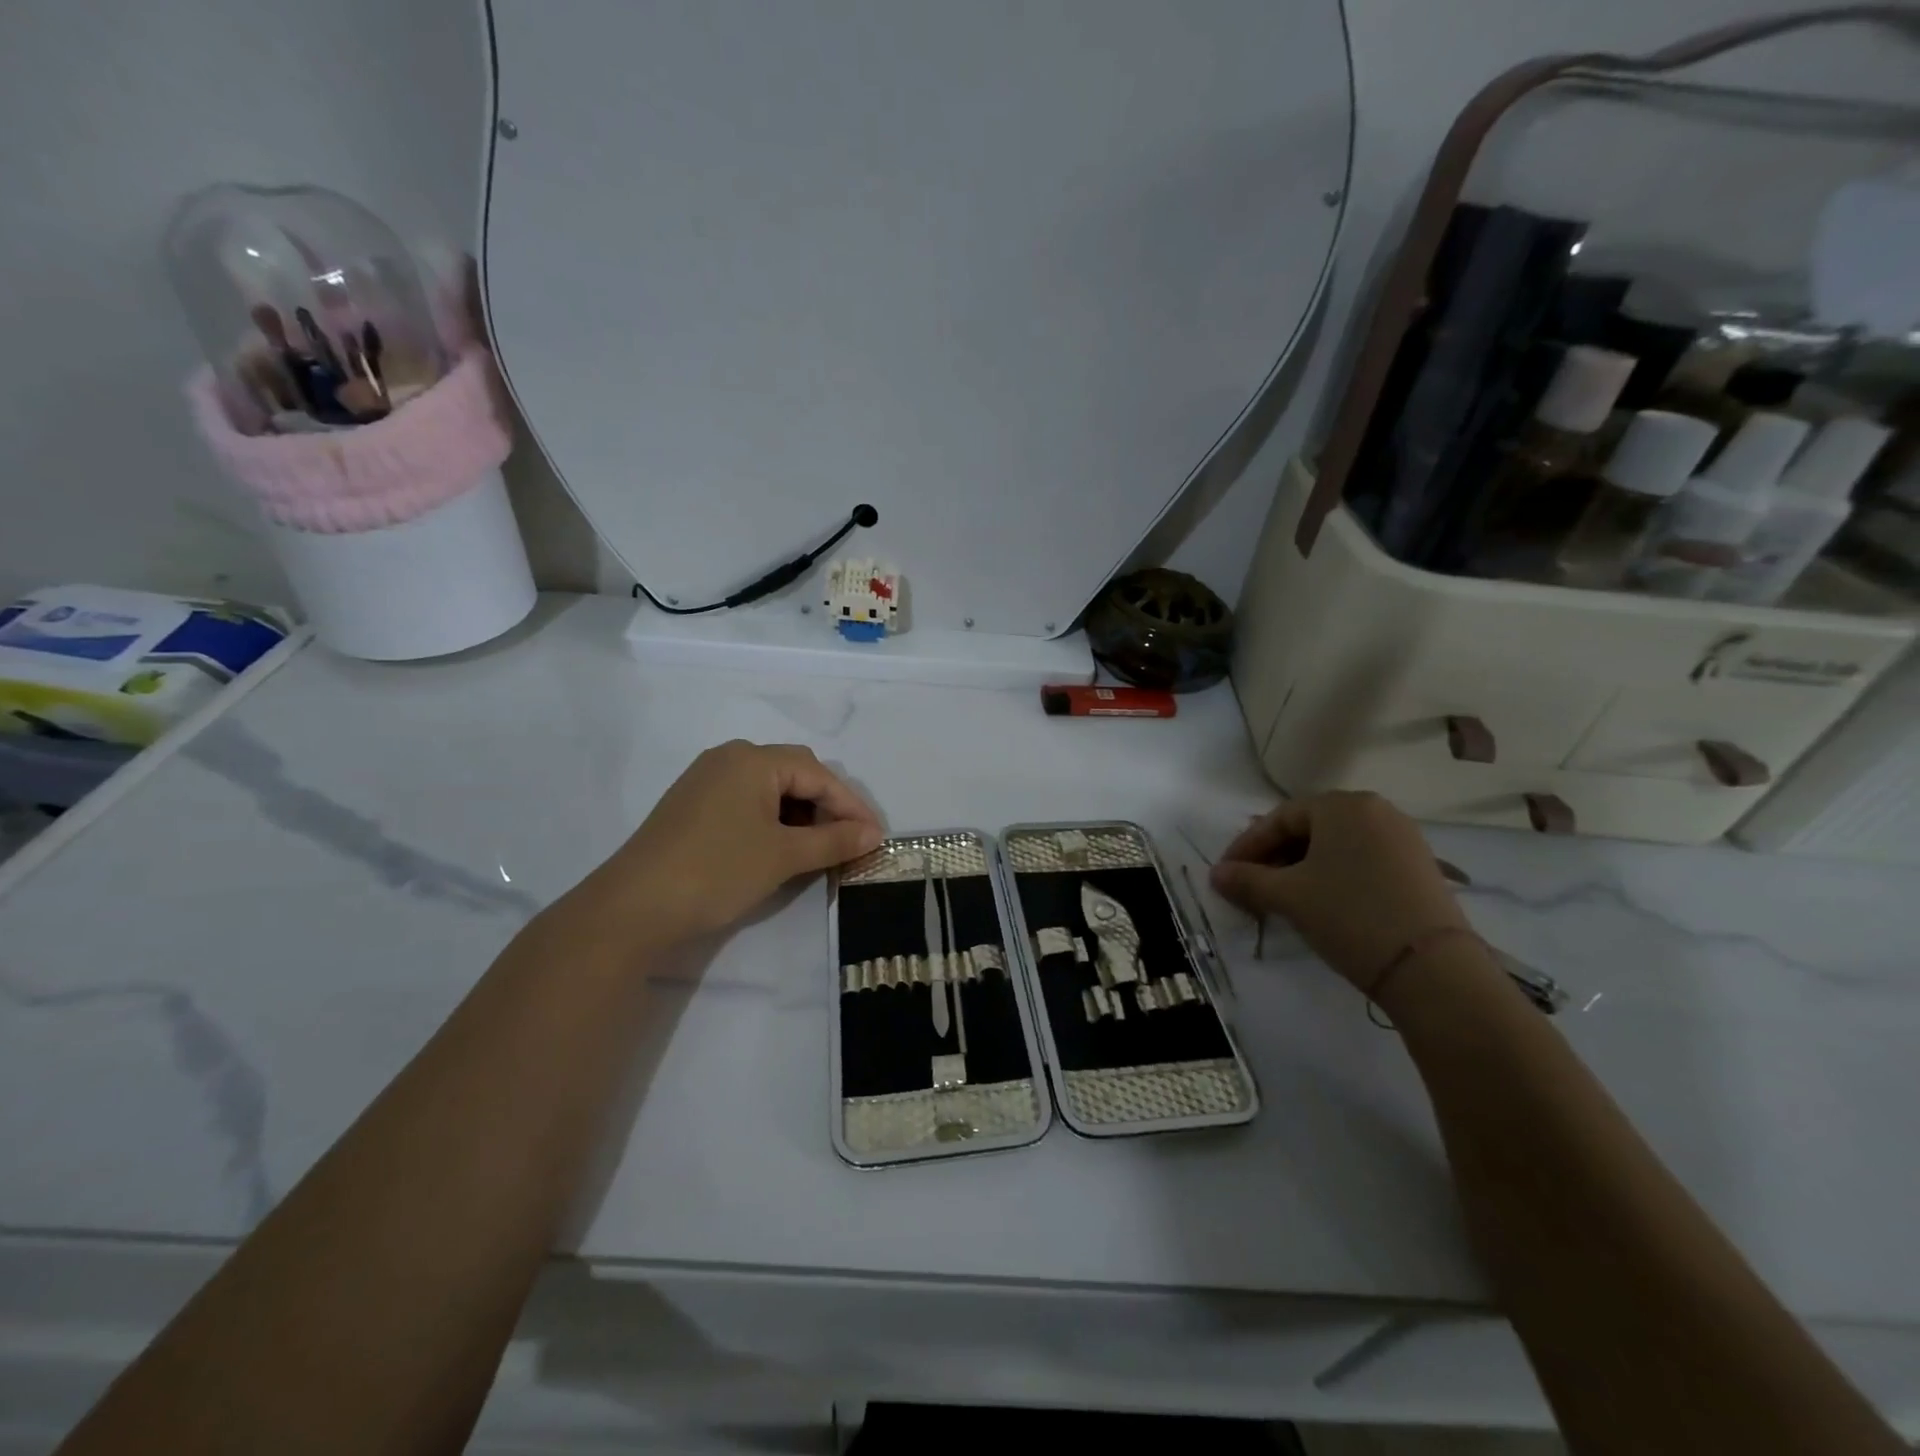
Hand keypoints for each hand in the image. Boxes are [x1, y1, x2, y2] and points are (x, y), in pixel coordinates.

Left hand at [567, 741, 882, 950]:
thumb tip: (874, 834)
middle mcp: (730, 758)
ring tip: (818, 848)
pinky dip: (772, 820)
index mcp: (753, 759)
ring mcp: (707, 779)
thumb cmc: (717, 871)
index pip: (818, 774)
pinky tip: (780, 847)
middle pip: (796, 773)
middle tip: (848, 841)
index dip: (851, 805)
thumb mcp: (783, 856)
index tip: (876, 837)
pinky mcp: (693, 804)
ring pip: (771, 788)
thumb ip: (834, 840)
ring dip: (800, 814)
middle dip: (827, 806)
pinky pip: (747, 801)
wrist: (632, 907)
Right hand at [1209, 791, 1467, 990]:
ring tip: (1282, 897)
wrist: (1432, 968)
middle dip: (1274, 857)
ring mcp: (1402, 838)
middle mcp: (1375, 810)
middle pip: (1309, 828)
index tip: (1226, 874)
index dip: (1246, 846)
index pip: (1280, 818)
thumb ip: (1246, 880)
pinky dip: (1333, 876)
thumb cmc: (1349, 915)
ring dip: (1301, 868)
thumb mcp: (1289, 896)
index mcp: (1342, 805)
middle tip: (1251, 885)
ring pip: (1335, 846)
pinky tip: (1321, 902)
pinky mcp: (1419, 867)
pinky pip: (1361, 860)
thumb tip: (1216, 874)